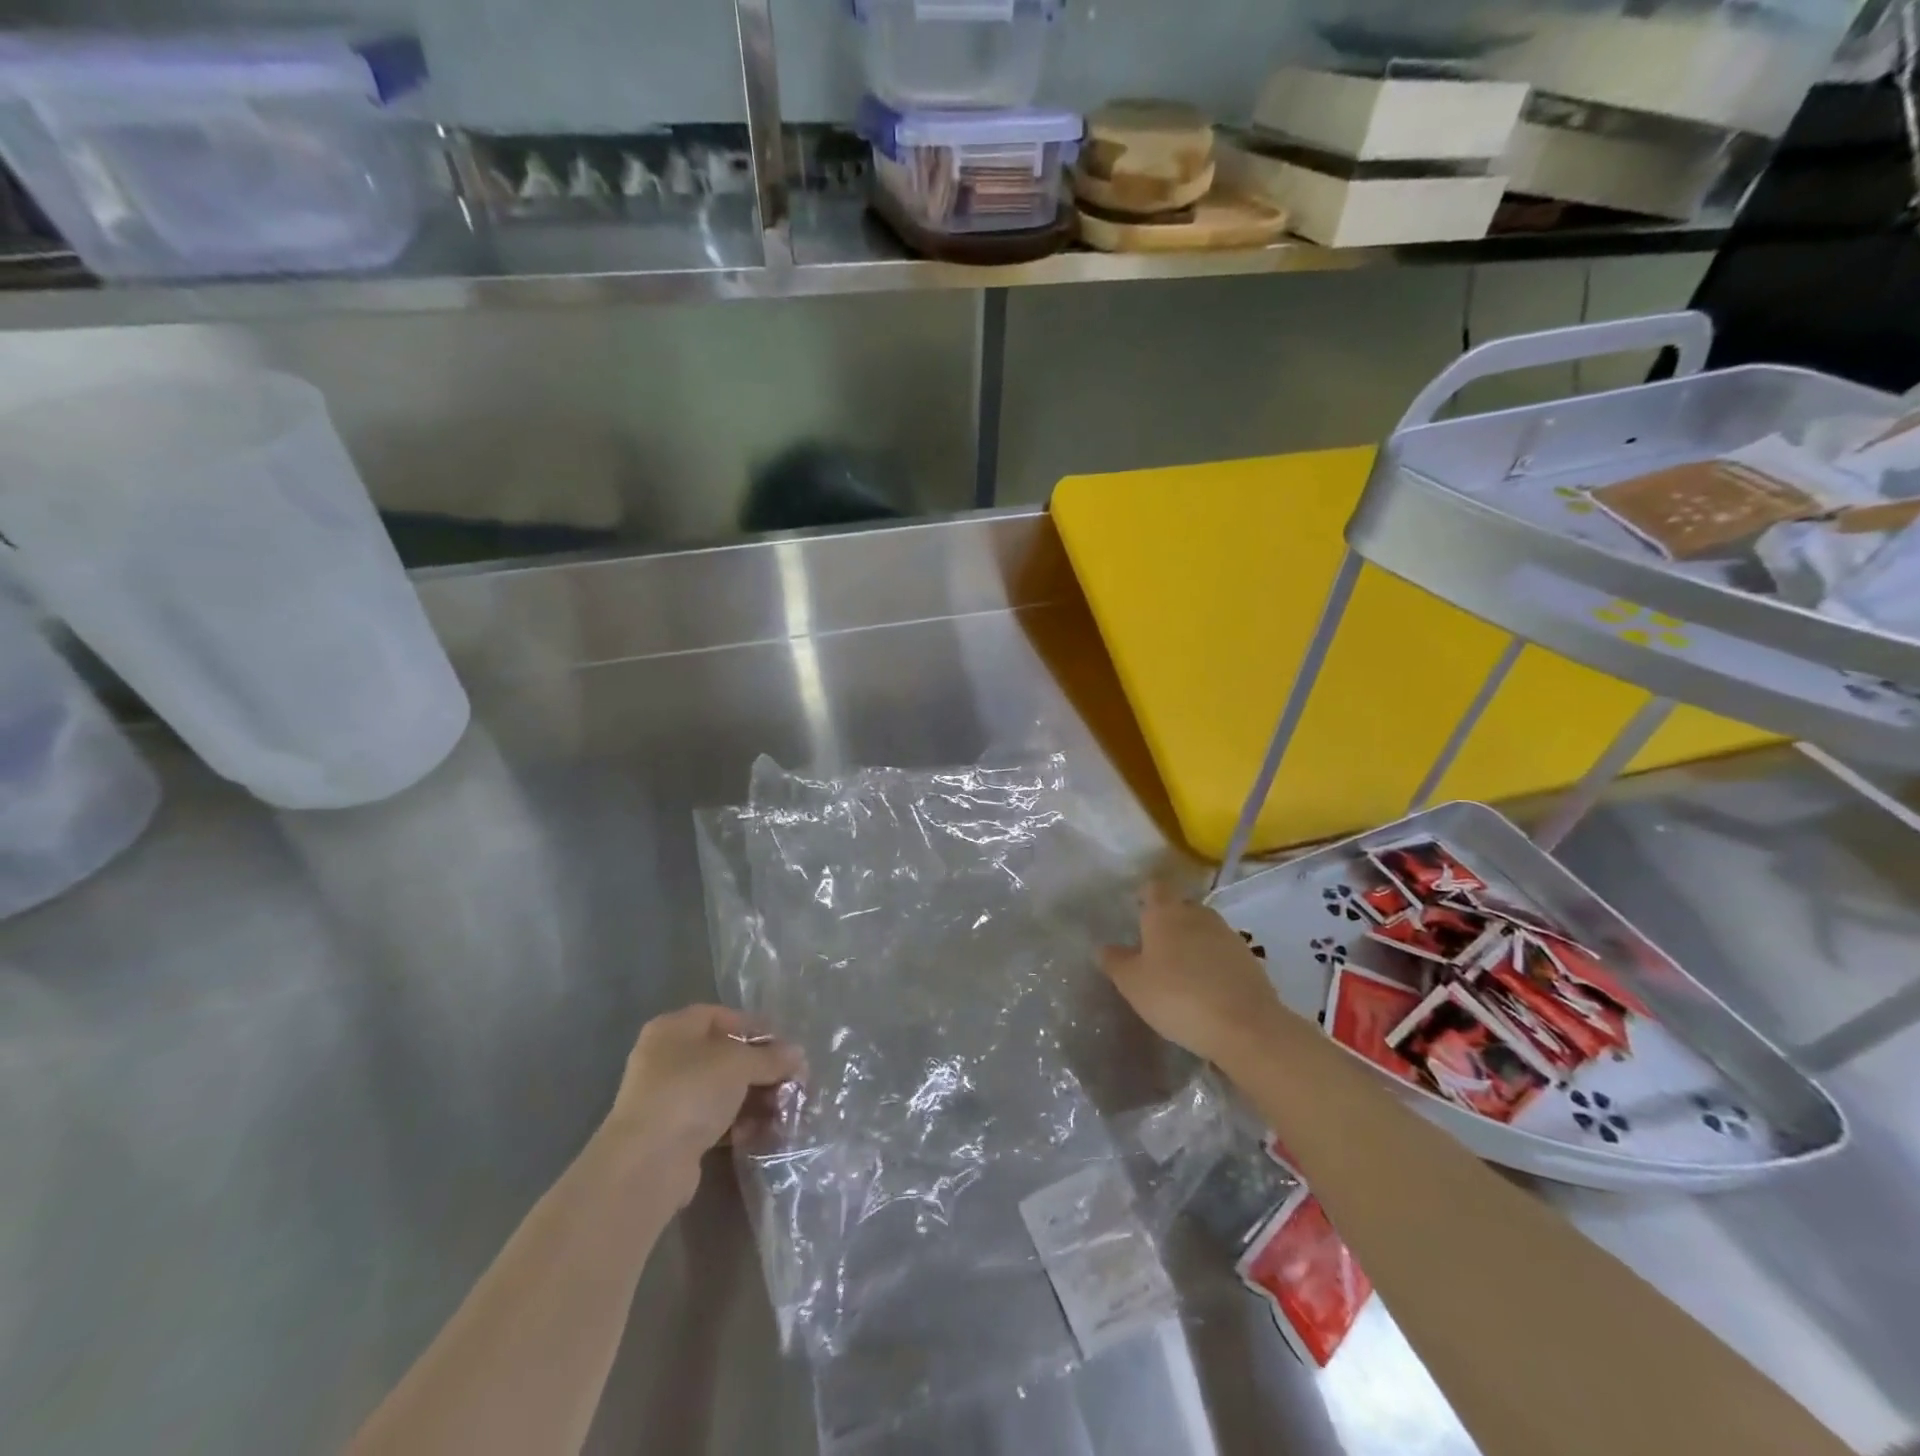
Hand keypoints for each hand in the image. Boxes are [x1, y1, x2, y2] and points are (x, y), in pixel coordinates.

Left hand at [603, 1005, 804, 1205]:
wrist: (647, 1163)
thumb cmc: (692, 1091)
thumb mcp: (739, 1064)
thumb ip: (771, 1057)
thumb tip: (798, 1055)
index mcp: (674, 1028)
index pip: (723, 1016)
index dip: (756, 1028)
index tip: (786, 1045)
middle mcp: (667, 1058)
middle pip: (725, 1055)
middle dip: (761, 1069)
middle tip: (792, 1081)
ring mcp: (668, 1097)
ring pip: (722, 1090)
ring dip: (755, 1098)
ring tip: (784, 1110)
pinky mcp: (674, 1133)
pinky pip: (714, 1119)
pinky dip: (739, 1123)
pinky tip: (763, 1132)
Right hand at [1099, 880, 1282, 1067]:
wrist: (1245, 1026)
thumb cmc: (1177, 996)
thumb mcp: (1132, 983)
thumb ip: (1115, 961)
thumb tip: (1103, 947)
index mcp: (1166, 913)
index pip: (1154, 888)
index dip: (1145, 894)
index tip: (1136, 908)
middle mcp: (1198, 915)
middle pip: (1180, 907)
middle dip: (1168, 921)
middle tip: (1154, 947)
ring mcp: (1228, 936)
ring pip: (1203, 930)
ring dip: (1192, 943)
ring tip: (1180, 971)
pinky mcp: (1250, 960)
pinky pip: (1222, 953)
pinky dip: (1212, 964)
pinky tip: (1206, 989)